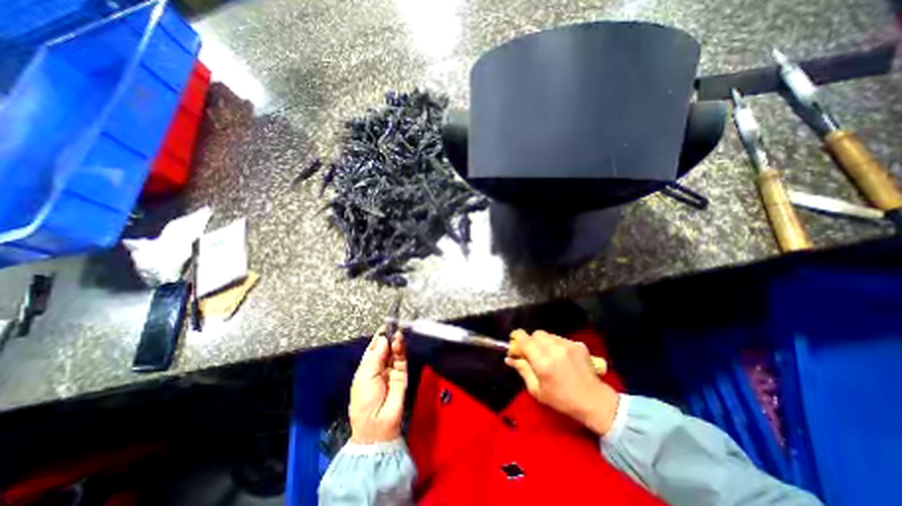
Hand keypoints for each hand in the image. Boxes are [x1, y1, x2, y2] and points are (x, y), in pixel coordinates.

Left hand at [348, 331, 408, 441]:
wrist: (377, 424)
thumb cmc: (364, 401)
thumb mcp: (365, 376)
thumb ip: (376, 356)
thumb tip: (383, 339)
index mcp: (367, 367)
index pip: (373, 348)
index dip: (378, 337)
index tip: (384, 326)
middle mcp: (379, 367)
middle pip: (385, 348)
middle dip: (388, 337)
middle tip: (393, 325)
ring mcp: (391, 370)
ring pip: (394, 352)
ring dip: (395, 341)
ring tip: (397, 332)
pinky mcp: (402, 374)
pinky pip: (402, 359)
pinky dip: (401, 349)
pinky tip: (399, 341)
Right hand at [505, 329, 625, 436]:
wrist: (595, 402)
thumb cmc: (562, 400)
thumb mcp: (537, 390)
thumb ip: (522, 370)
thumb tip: (509, 358)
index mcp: (542, 361)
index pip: (523, 338)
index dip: (516, 337)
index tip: (514, 342)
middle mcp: (554, 349)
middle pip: (536, 334)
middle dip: (531, 341)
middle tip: (533, 353)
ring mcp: (567, 345)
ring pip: (548, 335)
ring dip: (544, 342)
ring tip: (549, 356)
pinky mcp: (578, 344)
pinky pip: (560, 339)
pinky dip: (556, 345)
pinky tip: (561, 358)